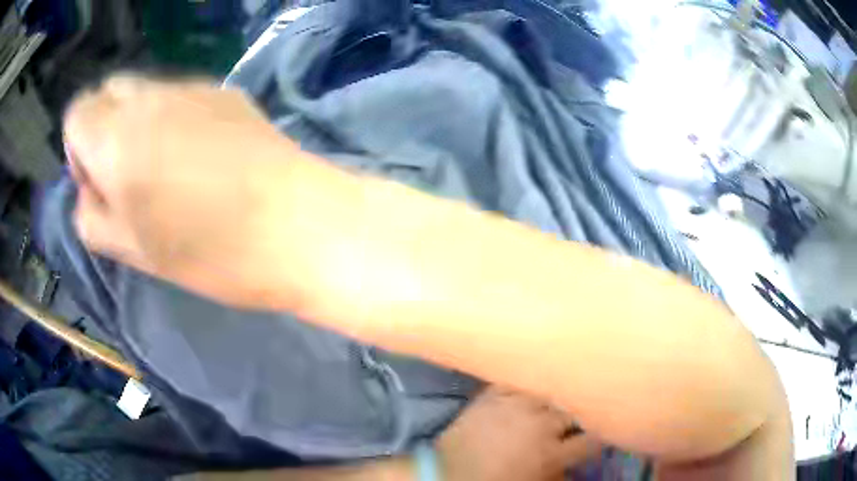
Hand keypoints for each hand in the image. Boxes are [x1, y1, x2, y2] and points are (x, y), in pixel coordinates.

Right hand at [64, 76, 306, 308]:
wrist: (296, 224)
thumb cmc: (208, 252)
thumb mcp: (131, 251)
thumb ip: (91, 216)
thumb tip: (87, 190)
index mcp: (115, 137)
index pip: (76, 113)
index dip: (78, 148)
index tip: (99, 182)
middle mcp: (149, 97)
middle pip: (107, 92)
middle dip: (103, 128)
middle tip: (127, 175)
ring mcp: (191, 85)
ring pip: (143, 90)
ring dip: (137, 121)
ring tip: (166, 167)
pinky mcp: (225, 90)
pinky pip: (180, 93)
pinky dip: (173, 115)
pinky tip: (202, 153)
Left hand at [437, 387, 601, 480]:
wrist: (447, 474)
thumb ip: (557, 474)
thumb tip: (571, 467)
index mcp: (551, 453)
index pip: (591, 440)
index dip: (600, 436)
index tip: (602, 432)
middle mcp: (540, 424)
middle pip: (574, 409)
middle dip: (581, 412)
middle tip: (580, 413)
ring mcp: (515, 405)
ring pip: (550, 390)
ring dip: (557, 394)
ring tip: (561, 393)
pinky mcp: (492, 396)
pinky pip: (516, 381)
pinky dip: (526, 381)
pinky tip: (533, 380)